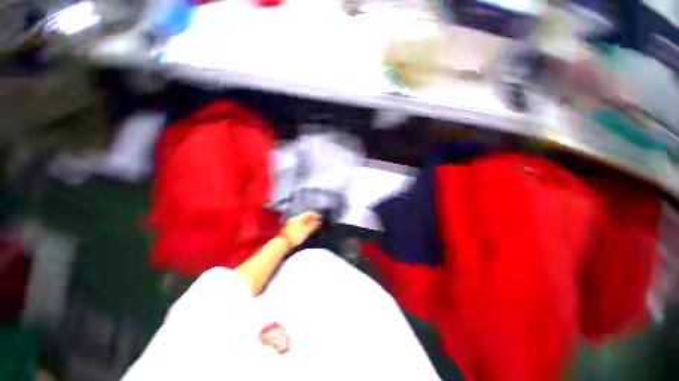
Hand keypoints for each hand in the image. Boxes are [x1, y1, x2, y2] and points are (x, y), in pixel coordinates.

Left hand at [281, 211, 322, 246]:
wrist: (283, 242)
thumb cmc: (295, 236)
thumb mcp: (306, 231)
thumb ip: (313, 226)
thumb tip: (319, 222)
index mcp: (299, 218)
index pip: (309, 213)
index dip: (316, 215)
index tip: (321, 218)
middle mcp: (295, 218)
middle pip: (306, 216)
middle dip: (313, 218)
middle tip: (318, 222)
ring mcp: (292, 223)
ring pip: (303, 220)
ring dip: (309, 222)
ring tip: (314, 226)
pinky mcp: (290, 228)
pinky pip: (300, 223)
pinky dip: (305, 224)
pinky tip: (307, 229)